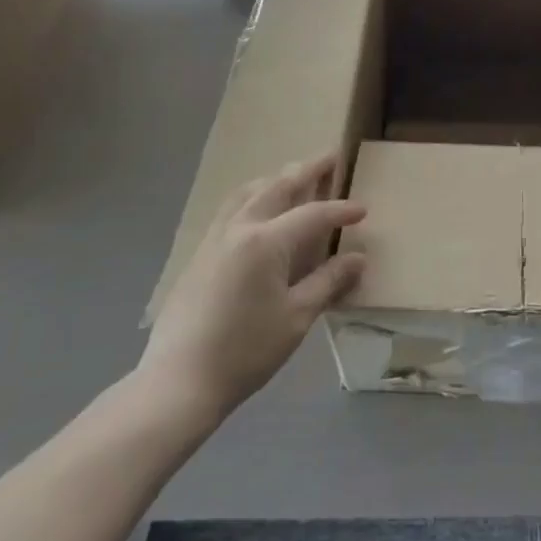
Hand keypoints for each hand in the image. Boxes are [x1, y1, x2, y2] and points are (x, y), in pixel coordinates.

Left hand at [135, 157, 364, 435]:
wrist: (178, 383)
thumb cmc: (245, 351)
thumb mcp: (297, 318)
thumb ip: (328, 282)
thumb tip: (358, 258)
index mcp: (266, 241)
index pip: (313, 215)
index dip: (340, 211)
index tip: (362, 210)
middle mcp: (239, 228)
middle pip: (278, 187)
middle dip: (307, 171)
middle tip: (331, 157)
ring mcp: (214, 239)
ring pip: (248, 192)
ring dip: (275, 179)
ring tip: (293, 176)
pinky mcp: (198, 255)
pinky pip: (230, 209)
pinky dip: (252, 196)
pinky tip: (257, 210)